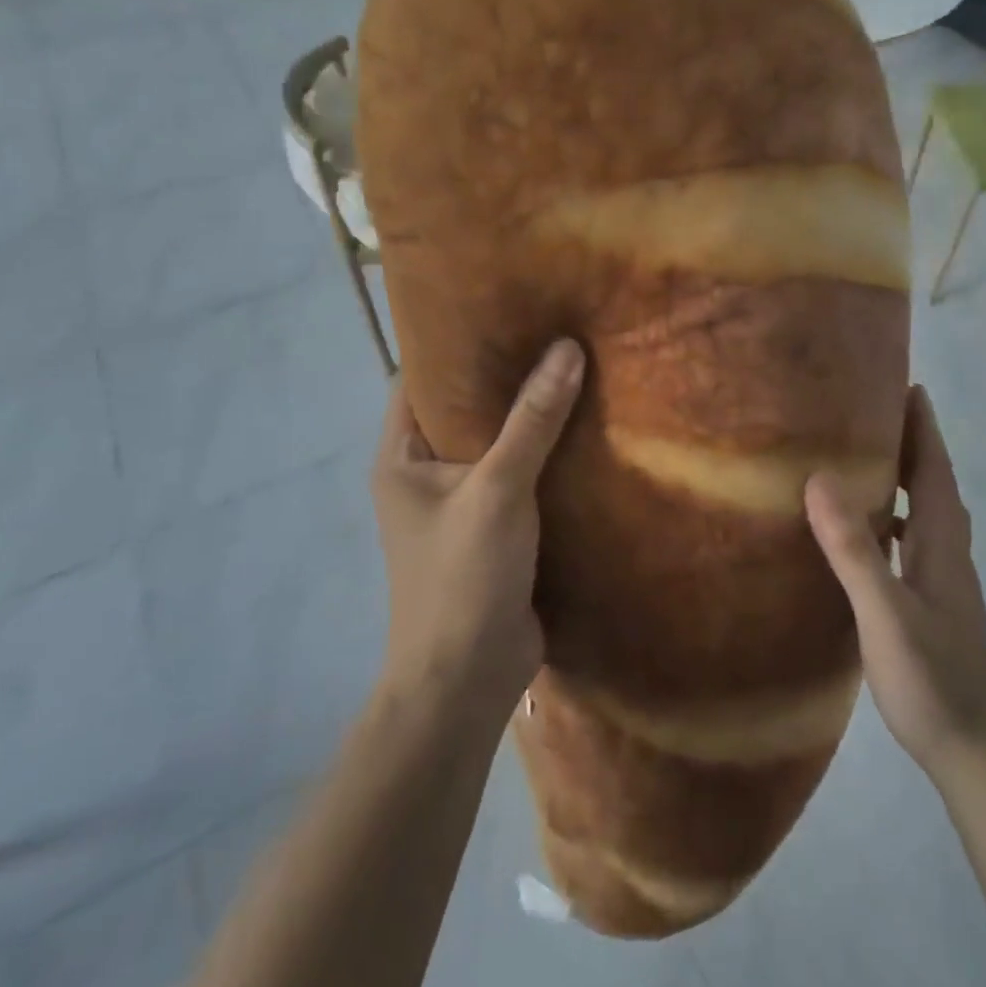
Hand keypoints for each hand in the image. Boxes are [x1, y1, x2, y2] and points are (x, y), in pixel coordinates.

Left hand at [370, 339, 584, 717]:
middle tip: (550, 328)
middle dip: (502, 375)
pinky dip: (544, 455)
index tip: (500, 307)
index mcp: (401, 456)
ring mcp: (460, 503)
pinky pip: (518, 476)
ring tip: (573, 365)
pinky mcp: (494, 528)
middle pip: (462, 408)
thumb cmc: (462, 576)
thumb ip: (532, 421)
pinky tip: (585, 427)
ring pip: (495, 443)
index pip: (418, 379)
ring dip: (528, 416)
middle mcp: (424, 473)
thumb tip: (567, 348)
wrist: (469, 679)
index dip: (453, 342)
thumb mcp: (498, 490)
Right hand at [805, 385, 985, 780]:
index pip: (937, 472)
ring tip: (866, 459)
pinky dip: (894, 520)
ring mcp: (943, 583)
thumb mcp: (884, 611)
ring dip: (905, 480)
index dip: (925, 429)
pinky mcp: (931, 606)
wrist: (973, 750)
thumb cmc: (931, 678)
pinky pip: (912, 543)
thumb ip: (854, 549)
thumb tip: (821, 480)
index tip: (910, 387)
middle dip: (914, 444)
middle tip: (877, 411)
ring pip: (926, 515)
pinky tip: (866, 531)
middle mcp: (948, 555)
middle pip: (936, 487)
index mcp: (943, 546)